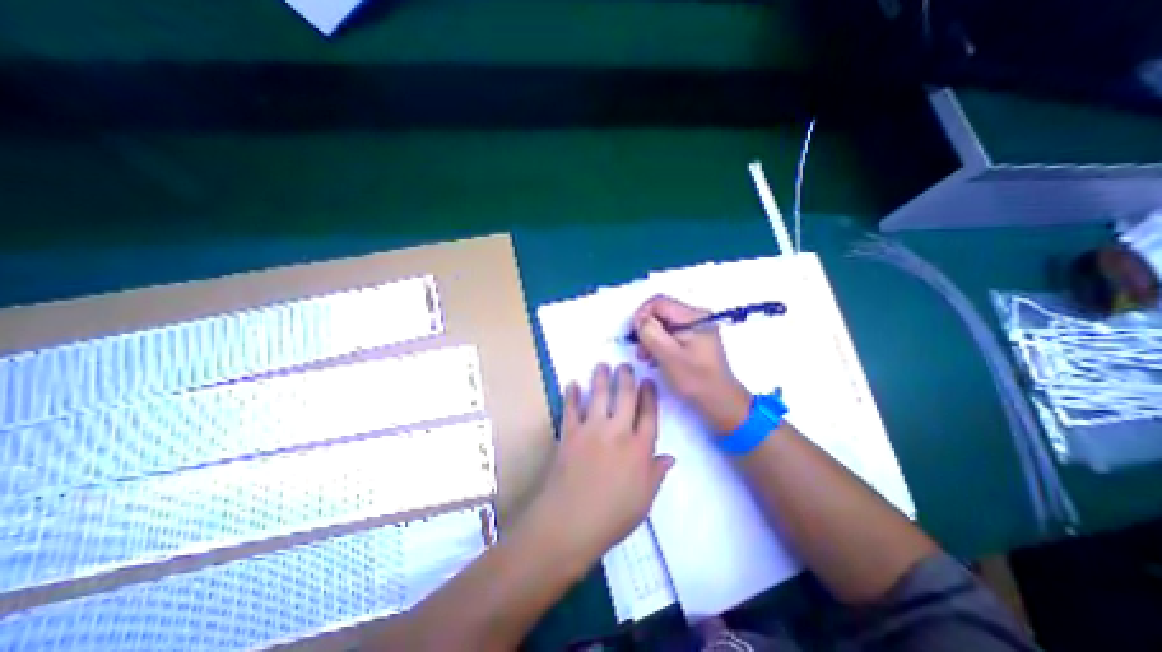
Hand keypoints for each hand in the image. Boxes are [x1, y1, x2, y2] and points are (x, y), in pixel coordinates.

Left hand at [528, 365, 671, 563]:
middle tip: (625, 364)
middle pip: (624, 397)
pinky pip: (571, 408)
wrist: (570, 522)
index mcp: (639, 449)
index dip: (649, 395)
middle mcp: (618, 432)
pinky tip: (573, 383)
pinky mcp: (570, 433)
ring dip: (601, 377)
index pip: (648, 414)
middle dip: (626, 377)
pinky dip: (572, 394)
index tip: (648, 381)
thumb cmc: (612, 517)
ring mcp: (592, 429)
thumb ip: (656, 474)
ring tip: (602, 364)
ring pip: (599, 395)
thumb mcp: (644, 501)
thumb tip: (670, 457)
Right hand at [631, 297, 747, 432]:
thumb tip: (639, 318)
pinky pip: (671, 333)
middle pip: (662, 312)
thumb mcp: (669, 356)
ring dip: (651, 338)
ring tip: (646, 357)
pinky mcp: (695, 339)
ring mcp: (697, 328)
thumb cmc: (695, 379)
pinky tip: (656, 358)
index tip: (633, 334)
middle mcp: (697, 317)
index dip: (642, 315)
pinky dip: (660, 343)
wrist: (720, 401)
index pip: (659, 303)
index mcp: (694, 316)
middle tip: (640, 349)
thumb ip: (651, 333)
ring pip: (664, 324)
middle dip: (646, 328)